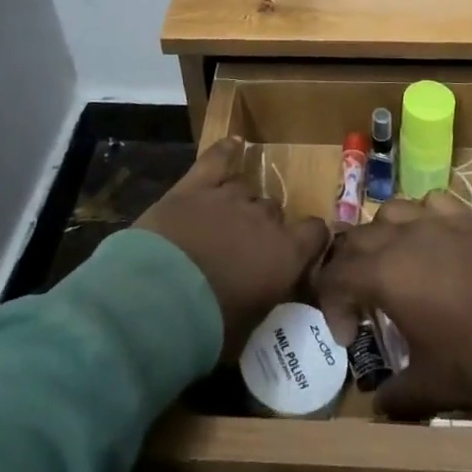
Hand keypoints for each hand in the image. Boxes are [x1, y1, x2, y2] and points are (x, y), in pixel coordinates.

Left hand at [135, 138, 329, 362]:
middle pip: (274, 210)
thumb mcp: (248, 327)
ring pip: (246, 190)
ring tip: (222, 225)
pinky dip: (226, 151)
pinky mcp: (195, 186)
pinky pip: (217, 159)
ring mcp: (228, 197)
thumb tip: (264, 294)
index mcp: (285, 254)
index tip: (300, 254)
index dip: (309, 241)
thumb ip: (264, 299)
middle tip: (244, 252)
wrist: (156, 302)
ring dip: (240, 205)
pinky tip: (233, 143)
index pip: (316, 232)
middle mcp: (263, 218)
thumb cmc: (207, 328)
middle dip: (264, 228)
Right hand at [313, 193, 471, 418]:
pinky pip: (432, 203)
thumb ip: (397, 395)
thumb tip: (378, 404)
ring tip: (392, 262)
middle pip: (358, 238)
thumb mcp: (433, 385)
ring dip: (381, 235)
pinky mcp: (467, 217)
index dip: (332, 305)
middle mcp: (403, 237)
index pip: (336, 276)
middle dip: (349, 268)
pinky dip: (422, 217)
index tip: (349, 337)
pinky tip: (432, 238)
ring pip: (391, 210)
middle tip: (360, 300)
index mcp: (384, 273)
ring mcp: (437, 221)